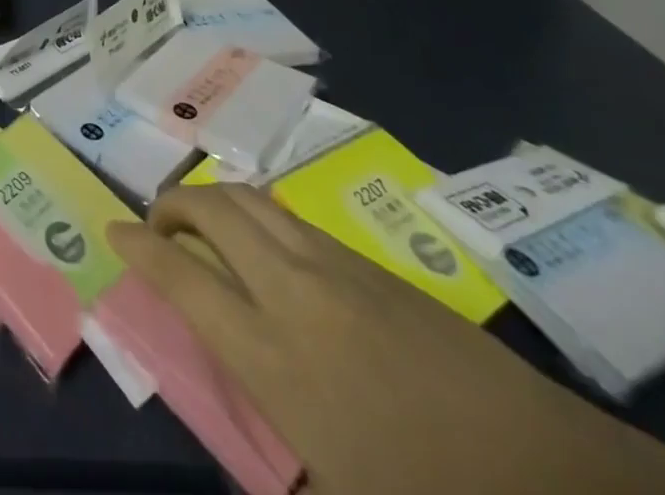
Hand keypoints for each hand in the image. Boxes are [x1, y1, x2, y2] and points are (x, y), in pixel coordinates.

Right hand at [109, 183, 664, 494]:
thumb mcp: (334, 493)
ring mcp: (335, 266)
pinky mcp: (370, 263)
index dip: (140, 247)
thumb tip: (236, 408)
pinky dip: (259, 213)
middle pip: (213, 211)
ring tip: (200, 221)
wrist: (552, 476)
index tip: (113, 231)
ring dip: (214, 199)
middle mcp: (294, 291)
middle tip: (156, 224)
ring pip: (254, 199)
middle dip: (172, 205)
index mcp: (274, 357)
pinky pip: (293, 217)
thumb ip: (270, 450)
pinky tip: (265, 243)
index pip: (183, 277)